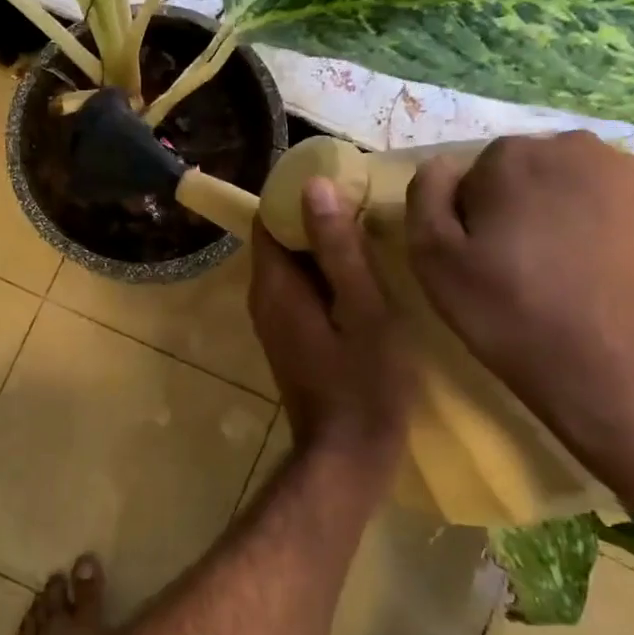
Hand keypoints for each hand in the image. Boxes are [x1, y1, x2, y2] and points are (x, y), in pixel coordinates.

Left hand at [249, 179, 414, 490]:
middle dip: (314, 218)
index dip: (296, 196)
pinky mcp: (291, 339)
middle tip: (364, 202)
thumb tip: (313, 187)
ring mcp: (275, 322)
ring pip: (292, 268)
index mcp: (274, 287)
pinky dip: (325, 275)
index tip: (338, 180)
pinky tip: (363, 274)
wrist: (348, 455)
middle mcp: (264, 300)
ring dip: (323, 247)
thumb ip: (338, 248)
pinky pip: (301, 291)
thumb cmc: (365, 383)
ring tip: (369, 231)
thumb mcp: (363, 309)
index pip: (266, 219)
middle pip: (279, 241)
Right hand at [405, 132, 633, 474]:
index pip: (480, 173)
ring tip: (574, 276)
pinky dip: (617, 233)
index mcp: (515, 157)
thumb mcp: (436, 264)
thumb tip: (441, 166)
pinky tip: (614, 280)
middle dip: (525, 208)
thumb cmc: (516, 318)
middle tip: (526, 268)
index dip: (476, 217)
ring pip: (585, 188)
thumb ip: (426, 199)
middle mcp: (581, 148)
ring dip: (572, 217)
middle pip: (535, 172)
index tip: (483, 259)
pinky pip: (630, 210)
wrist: (629, 377)